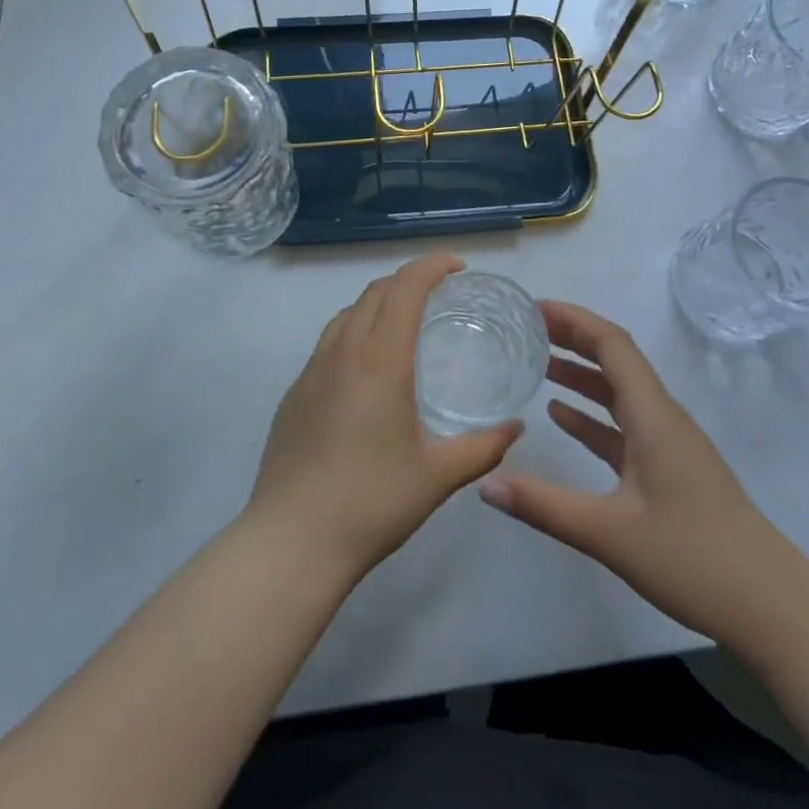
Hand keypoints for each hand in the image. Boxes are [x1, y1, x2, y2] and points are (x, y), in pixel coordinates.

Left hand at [246, 254, 522, 578]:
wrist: (292, 542)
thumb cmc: (372, 502)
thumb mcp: (438, 476)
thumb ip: (483, 447)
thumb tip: (516, 428)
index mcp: (380, 361)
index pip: (405, 289)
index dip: (431, 266)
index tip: (457, 267)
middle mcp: (343, 352)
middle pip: (375, 292)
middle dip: (408, 279)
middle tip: (439, 292)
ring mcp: (311, 371)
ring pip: (347, 313)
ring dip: (379, 301)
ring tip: (404, 320)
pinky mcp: (294, 393)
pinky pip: (329, 341)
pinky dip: (355, 329)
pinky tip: (367, 366)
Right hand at [479, 301, 807, 642]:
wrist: (772, 606)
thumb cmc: (694, 559)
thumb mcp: (609, 534)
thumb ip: (545, 506)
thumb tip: (484, 484)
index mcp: (653, 414)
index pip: (612, 344)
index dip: (573, 319)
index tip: (532, 310)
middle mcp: (661, 416)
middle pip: (615, 359)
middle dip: (573, 338)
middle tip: (526, 329)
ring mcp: (668, 443)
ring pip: (619, 391)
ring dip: (580, 374)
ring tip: (536, 363)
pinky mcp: (670, 468)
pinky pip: (624, 425)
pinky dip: (592, 414)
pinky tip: (561, 417)